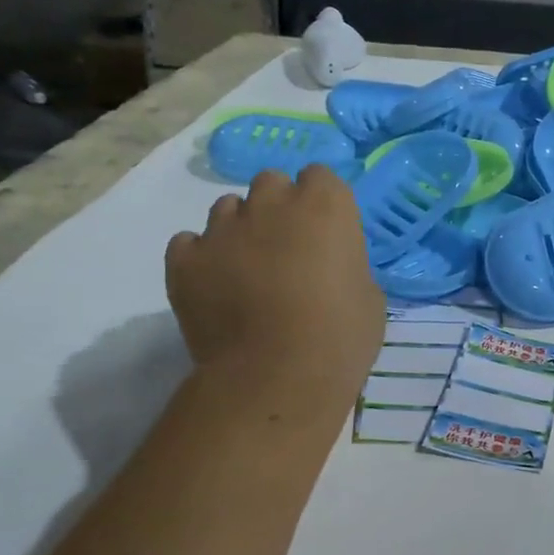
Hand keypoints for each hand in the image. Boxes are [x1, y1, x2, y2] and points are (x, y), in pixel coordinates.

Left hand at [166, 166, 384, 407]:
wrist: (277, 377)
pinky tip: (213, 287)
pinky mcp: (185, 260)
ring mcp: (222, 228)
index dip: (321, 204)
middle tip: (286, 249)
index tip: (324, 233)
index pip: (320, 177)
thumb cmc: (341, 337)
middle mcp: (271, 203)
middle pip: (270, 183)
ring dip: (238, 229)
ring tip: (246, 271)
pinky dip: (201, 258)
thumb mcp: (368, 296)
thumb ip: (346, 265)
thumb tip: (329, 268)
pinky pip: (189, 244)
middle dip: (277, 208)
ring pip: (227, 209)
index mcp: (326, 205)